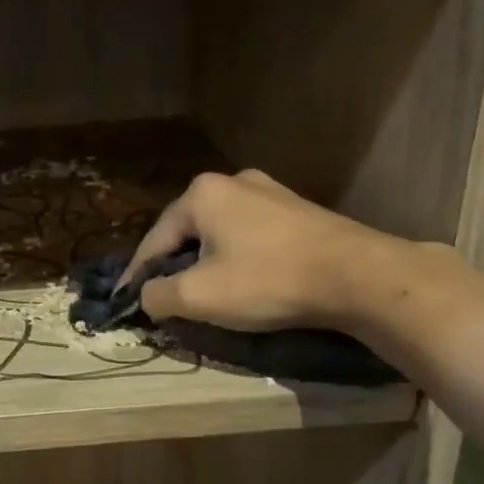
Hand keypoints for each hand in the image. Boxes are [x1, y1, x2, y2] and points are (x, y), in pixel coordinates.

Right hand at [122, 170, 437, 333]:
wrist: (358, 276)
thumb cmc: (269, 281)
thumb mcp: (199, 296)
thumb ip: (158, 295)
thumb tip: (146, 295)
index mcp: (201, 194)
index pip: (154, 240)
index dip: (136, 275)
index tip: (125, 302)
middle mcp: (231, 181)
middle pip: (186, 232)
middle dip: (173, 266)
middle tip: (165, 298)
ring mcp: (269, 191)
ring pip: (219, 233)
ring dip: (206, 262)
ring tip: (203, 292)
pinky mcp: (296, 209)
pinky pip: (249, 234)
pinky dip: (237, 257)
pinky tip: (244, 279)